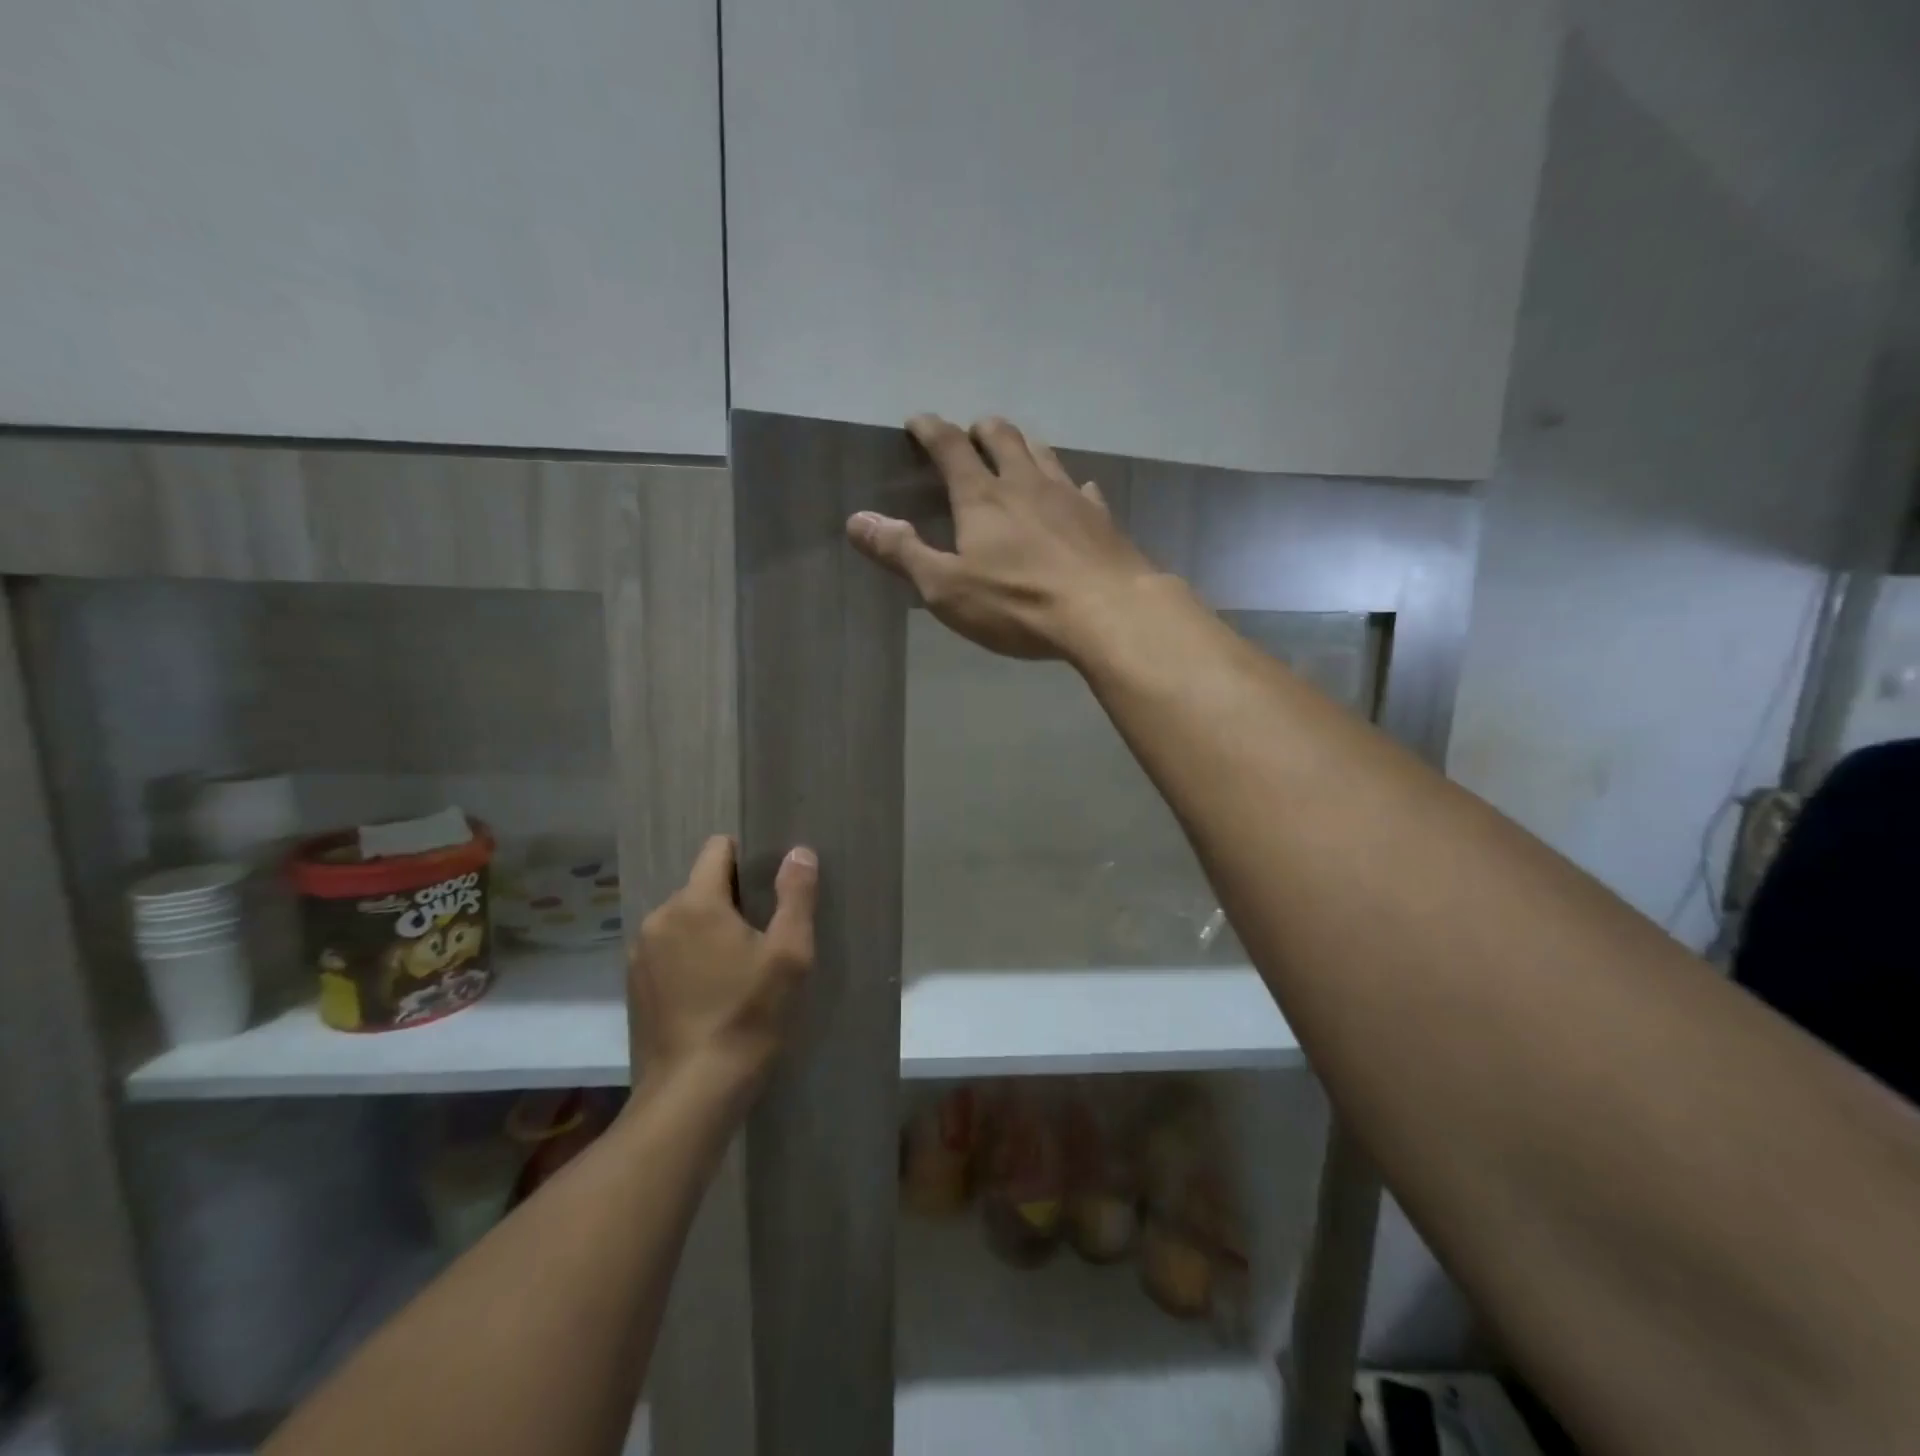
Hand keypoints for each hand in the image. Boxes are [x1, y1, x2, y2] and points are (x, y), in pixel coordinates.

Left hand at [628, 836, 816, 1095]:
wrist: (692, 1093)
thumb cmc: (748, 1015)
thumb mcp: (789, 954)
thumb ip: (796, 895)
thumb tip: (799, 851)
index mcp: (695, 902)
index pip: (718, 849)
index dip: (748, 859)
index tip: (770, 889)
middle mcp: (659, 918)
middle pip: (702, 886)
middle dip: (732, 901)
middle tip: (763, 937)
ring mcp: (640, 954)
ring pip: (684, 920)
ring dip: (709, 931)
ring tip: (737, 968)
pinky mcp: (634, 986)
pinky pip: (668, 950)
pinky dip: (689, 958)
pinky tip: (710, 993)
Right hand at [846, 414, 1160, 660]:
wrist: (1107, 612)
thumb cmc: (1018, 604)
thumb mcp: (946, 588)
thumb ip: (902, 553)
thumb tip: (857, 520)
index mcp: (982, 497)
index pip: (950, 447)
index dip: (931, 430)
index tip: (918, 421)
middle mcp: (1026, 483)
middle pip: (1003, 438)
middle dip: (982, 430)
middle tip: (973, 432)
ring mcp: (1069, 496)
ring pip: (1044, 454)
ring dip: (1026, 446)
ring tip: (1019, 449)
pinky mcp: (1101, 518)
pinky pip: (1084, 489)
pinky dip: (1072, 486)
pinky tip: (1078, 493)